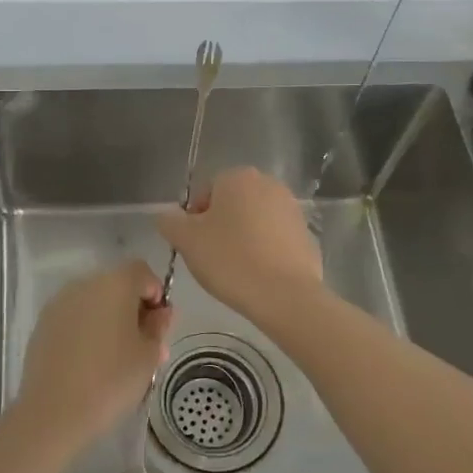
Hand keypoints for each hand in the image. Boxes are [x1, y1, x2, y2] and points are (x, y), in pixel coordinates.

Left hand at [15, 260, 172, 452]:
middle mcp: (85, 284)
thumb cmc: (111, 379)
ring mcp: (59, 303)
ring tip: (116, 358)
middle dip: (132, 308)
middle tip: (143, 345)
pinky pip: (74, 318)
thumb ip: (158, 327)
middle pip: (116, 285)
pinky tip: (89, 362)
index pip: (142, 272)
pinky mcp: (43, 324)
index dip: (155, 294)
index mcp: (115, 283)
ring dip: (108, 319)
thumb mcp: (149, 355)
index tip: (158, 325)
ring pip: (93, 302)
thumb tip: (160, 313)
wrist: (54, 411)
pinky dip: (86, 331)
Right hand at [156, 167, 323, 316]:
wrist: (285, 295)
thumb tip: (166, 217)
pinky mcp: (306, 233)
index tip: (195, 244)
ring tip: (236, 268)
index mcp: (237, 177)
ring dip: (244, 237)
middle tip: (213, 257)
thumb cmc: (230, 260)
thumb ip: (169, 222)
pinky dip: (265, 250)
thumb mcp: (186, 241)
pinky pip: (275, 238)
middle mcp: (268, 183)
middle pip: (232, 203)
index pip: (205, 191)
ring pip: (255, 220)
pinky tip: (260, 274)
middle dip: (221, 225)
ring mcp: (291, 208)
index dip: (195, 218)